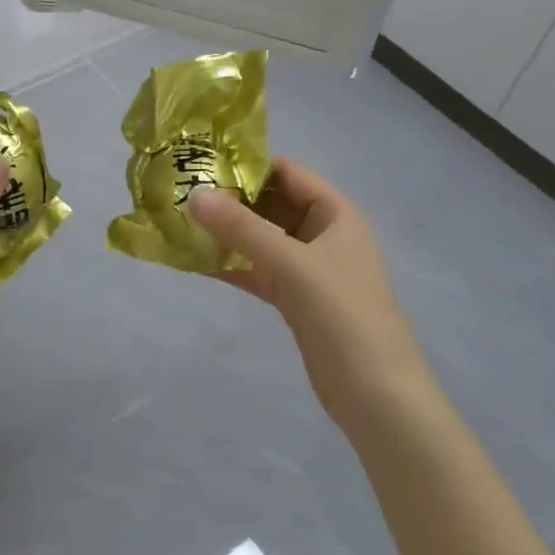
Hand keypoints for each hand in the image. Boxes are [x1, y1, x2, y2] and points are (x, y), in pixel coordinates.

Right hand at [189, 159, 430, 436]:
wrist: (376, 395)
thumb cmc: (343, 315)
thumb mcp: (291, 264)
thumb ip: (241, 228)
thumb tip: (194, 194)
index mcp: (336, 214)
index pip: (288, 173)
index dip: (248, 163)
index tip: (201, 159)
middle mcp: (322, 234)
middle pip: (271, 204)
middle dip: (230, 198)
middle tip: (180, 191)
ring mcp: (308, 268)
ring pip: (260, 239)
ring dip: (225, 233)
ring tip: (179, 221)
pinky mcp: (295, 299)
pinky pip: (257, 270)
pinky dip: (230, 265)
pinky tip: (192, 261)